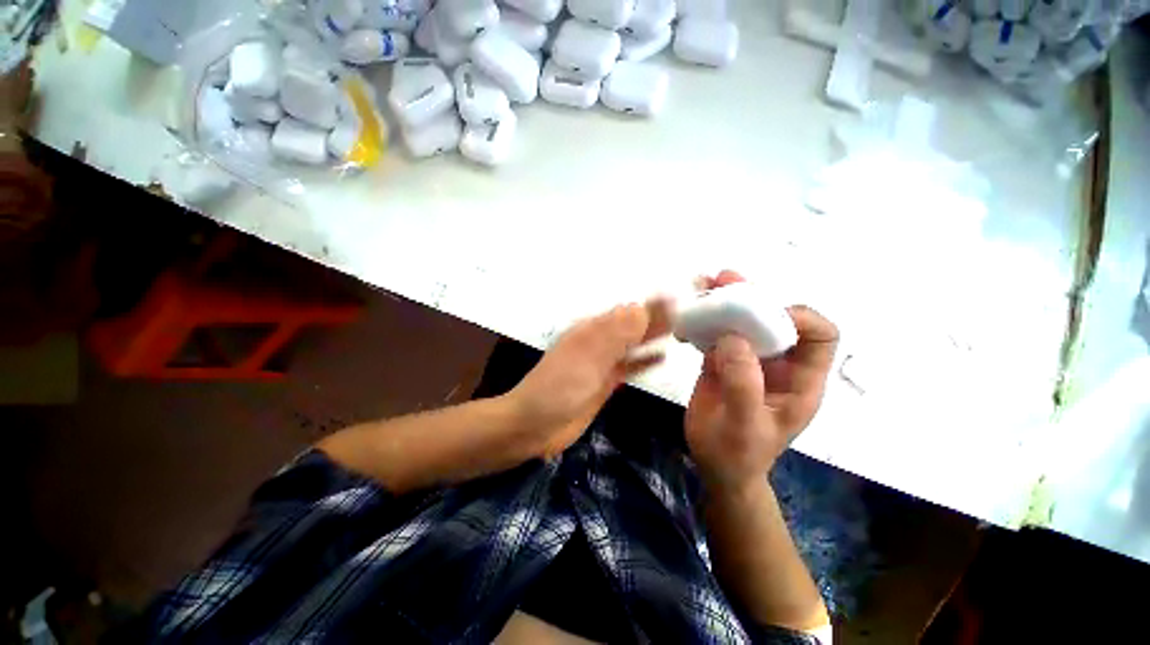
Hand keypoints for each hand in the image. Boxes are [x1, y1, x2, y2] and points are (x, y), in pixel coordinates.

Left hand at [508, 300, 672, 457]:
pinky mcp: (606, 382)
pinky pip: (630, 366)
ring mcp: (603, 363)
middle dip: (656, 318)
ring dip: (653, 337)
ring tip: (682, 330)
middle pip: (632, 326)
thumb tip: (641, 308)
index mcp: (592, 329)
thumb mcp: (588, 355)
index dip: (651, 305)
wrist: (536, 424)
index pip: (628, 311)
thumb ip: (615, 334)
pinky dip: (645, 360)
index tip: (678, 299)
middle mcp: (599, 342)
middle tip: (688, 313)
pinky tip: (662, 357)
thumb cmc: (559, 386)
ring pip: (633, 345)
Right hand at [685, 271, 838, 493]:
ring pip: (742, 322)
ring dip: (725, 302)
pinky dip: (703, 322)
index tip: (763, 312)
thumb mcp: (745, 426)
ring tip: (703, 286)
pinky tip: (688, 317)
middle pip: (774, 319)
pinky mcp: (721, 361)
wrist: (715, 465)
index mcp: (800, 380)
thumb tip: (733, 338)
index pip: (820, 336)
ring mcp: (747, 360)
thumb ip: (744, 384)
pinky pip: (716, 333)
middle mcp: (777, 363)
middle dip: (752, 297)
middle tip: (724, 280)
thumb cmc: (738, 453)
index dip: (800, 317)